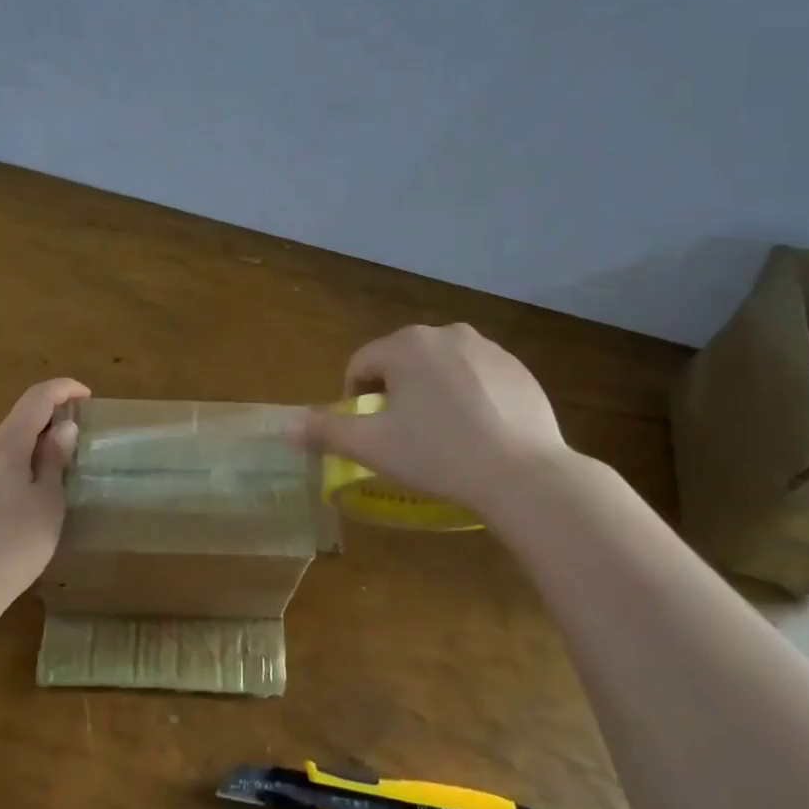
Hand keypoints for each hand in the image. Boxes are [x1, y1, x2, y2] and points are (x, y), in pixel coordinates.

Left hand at [0, 377, 88, 609]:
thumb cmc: (11, 543)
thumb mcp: (47, 502)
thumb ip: (53, 462)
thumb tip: (62, 429)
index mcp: (4, 445)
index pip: (36, 398)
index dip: (63, 389)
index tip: (87, 396)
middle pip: (18, 423)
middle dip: (49, 425)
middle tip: (77, 445)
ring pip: (4, 451)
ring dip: (32, 452)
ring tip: (57, 478)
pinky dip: (15, 473)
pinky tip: (27, 507)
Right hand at [302, 324, 567, 523]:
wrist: (524, 474)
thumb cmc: (438, 454)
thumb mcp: (373, 446)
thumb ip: (325, 431)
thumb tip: (285, 426)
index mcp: (406, 345)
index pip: (362, 364)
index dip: (355, 397)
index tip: (367, 430)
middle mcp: (445, 333)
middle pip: (401, 360)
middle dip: (394, 391)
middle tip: (402, 433)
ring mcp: (487, 348)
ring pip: (440, 366)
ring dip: (429, 391)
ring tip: (440, 433)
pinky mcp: (518, 368)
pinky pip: (476, 376)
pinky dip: (467, 395)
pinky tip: (476, 431)